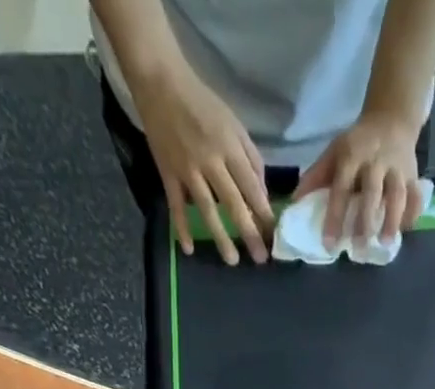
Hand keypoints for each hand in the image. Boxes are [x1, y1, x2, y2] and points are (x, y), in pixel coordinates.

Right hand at [129, 62, 273, 263]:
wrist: (161, 82)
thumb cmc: (203, 103)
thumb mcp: (234, 124)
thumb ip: (251, 159)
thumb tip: (262, 195)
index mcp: (229, 148)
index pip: (251, 188)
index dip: (264, 214)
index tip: (273, 236)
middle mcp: (210, 161)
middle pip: (233, 203)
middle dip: (248, 232)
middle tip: (260, 258)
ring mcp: (188, 169)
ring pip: (207, 209)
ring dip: (220, 237)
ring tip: (232, 260)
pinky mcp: (168, 173)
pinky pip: (175, 205)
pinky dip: (181, 227)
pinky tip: (188, 249)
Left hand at [294, 109, 423, 248]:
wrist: (392, 119)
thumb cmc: (358, 144)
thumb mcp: (334, 152)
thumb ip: (317, 177)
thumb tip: (294, 203)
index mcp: (352, 155)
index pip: (341, 188)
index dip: (335, 216)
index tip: (330, 244)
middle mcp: (375, 161)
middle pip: (371, 192)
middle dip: (365, 220)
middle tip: (358, 247)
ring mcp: (397, 168)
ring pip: (397, 195)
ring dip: (392, 220)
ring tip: (385, 244)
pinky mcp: (413, 175)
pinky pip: (415, 197)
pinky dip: (412, 215)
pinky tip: (404, 230)